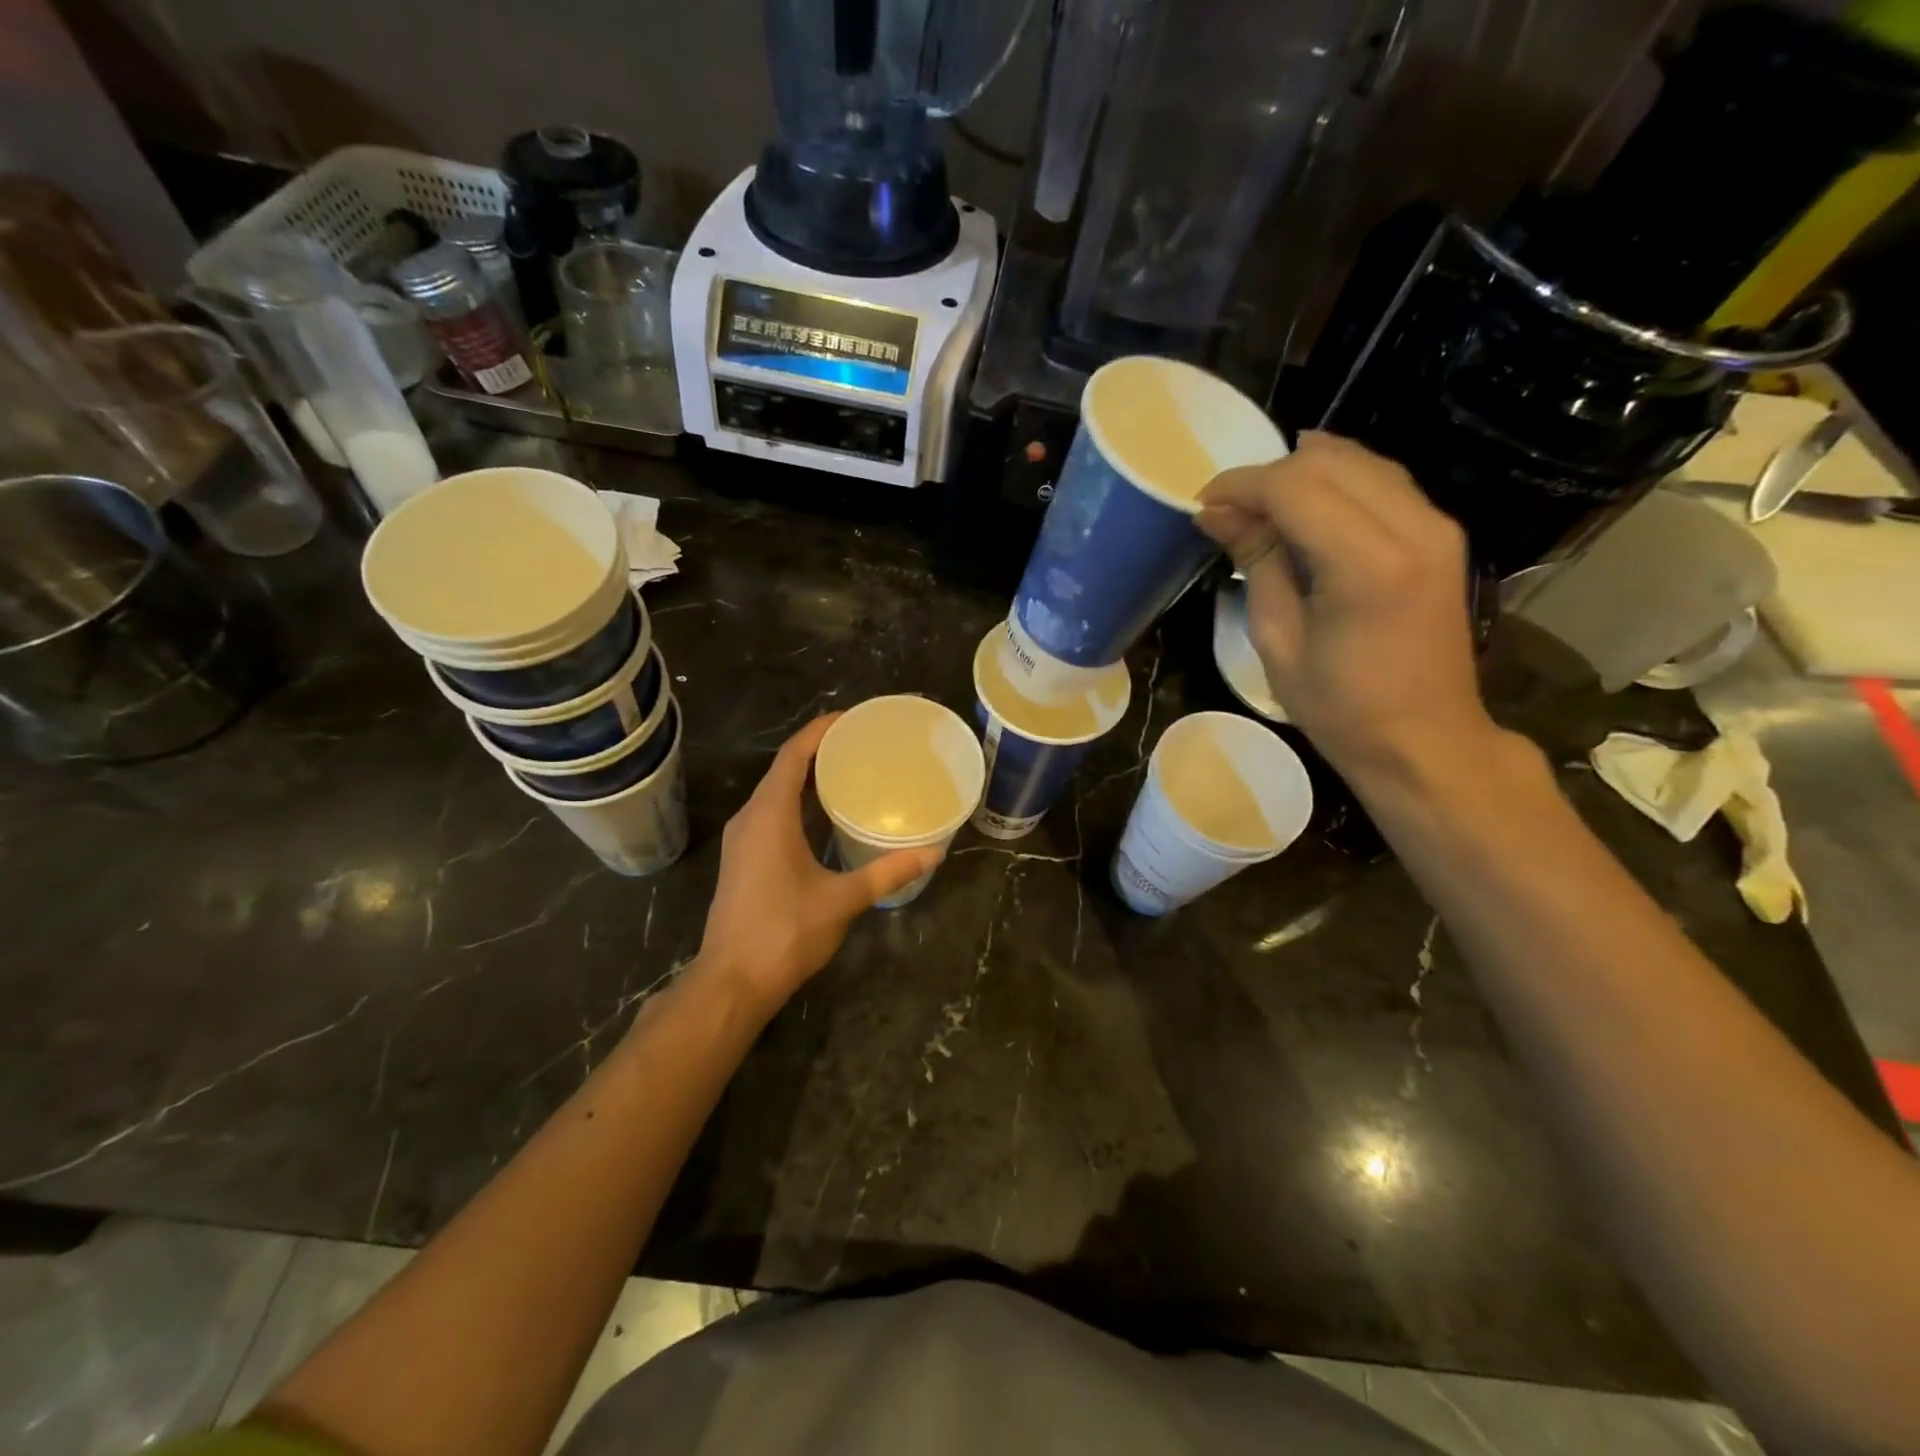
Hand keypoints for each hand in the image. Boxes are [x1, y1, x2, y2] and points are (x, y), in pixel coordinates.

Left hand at [695, 714, 939, 1013]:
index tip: (852, 718)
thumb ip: (887, 872)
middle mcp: (750, 818)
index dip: (820, 731)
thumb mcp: (842, 900)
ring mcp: (742, 840)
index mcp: (769, 816)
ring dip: (807, 777)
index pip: (793, 756)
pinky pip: (771, 813)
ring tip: (849, 771)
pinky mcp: (743, 859)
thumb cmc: (784, 934)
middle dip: (819, 750)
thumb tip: (933, 853)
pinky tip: (825, 815)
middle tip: (861, 744)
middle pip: (783, 769)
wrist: (732, 982)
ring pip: (775, 792)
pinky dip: (798, 802)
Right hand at [1197, 432, 1499, 784]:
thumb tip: (1216, 513)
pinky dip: (1336, 483)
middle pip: (1328, 460)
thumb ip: (1256, 562)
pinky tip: (1304, 509)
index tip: (1203, 504)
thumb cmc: (1342, 709)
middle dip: (1268, 475)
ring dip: (1302, 473)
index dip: (1241, 485)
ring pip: (1359, 460)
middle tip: (1229, 512)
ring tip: (1261, 511)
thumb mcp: (1278, 641)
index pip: (1295, 486)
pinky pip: (1382, 481)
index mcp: (1368, 565)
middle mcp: (1413, 527)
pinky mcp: (1441, 534)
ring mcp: (1436, 526)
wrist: (1425, 741)